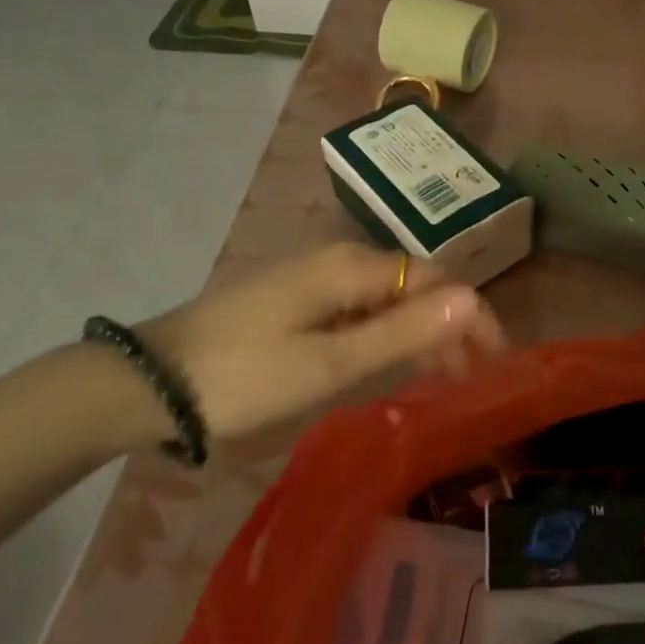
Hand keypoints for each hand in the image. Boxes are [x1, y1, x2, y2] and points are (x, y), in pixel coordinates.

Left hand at [139, 243, 507, 441]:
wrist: (148, 383)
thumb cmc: (243, 376)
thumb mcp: (328, 362)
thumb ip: (402, 332)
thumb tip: (470, 300)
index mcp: (352, 267)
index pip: (437, 279)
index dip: (473, 315)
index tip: (496, 362)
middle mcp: (340, 260)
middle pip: (417, 284)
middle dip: (452, 324)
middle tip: (474, 378)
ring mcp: (316, 278)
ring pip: (391, 297)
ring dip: (423, 331)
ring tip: (444, 378)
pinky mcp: (298, 299)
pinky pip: (362, 308)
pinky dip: (389, 334)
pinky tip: (393, 362)